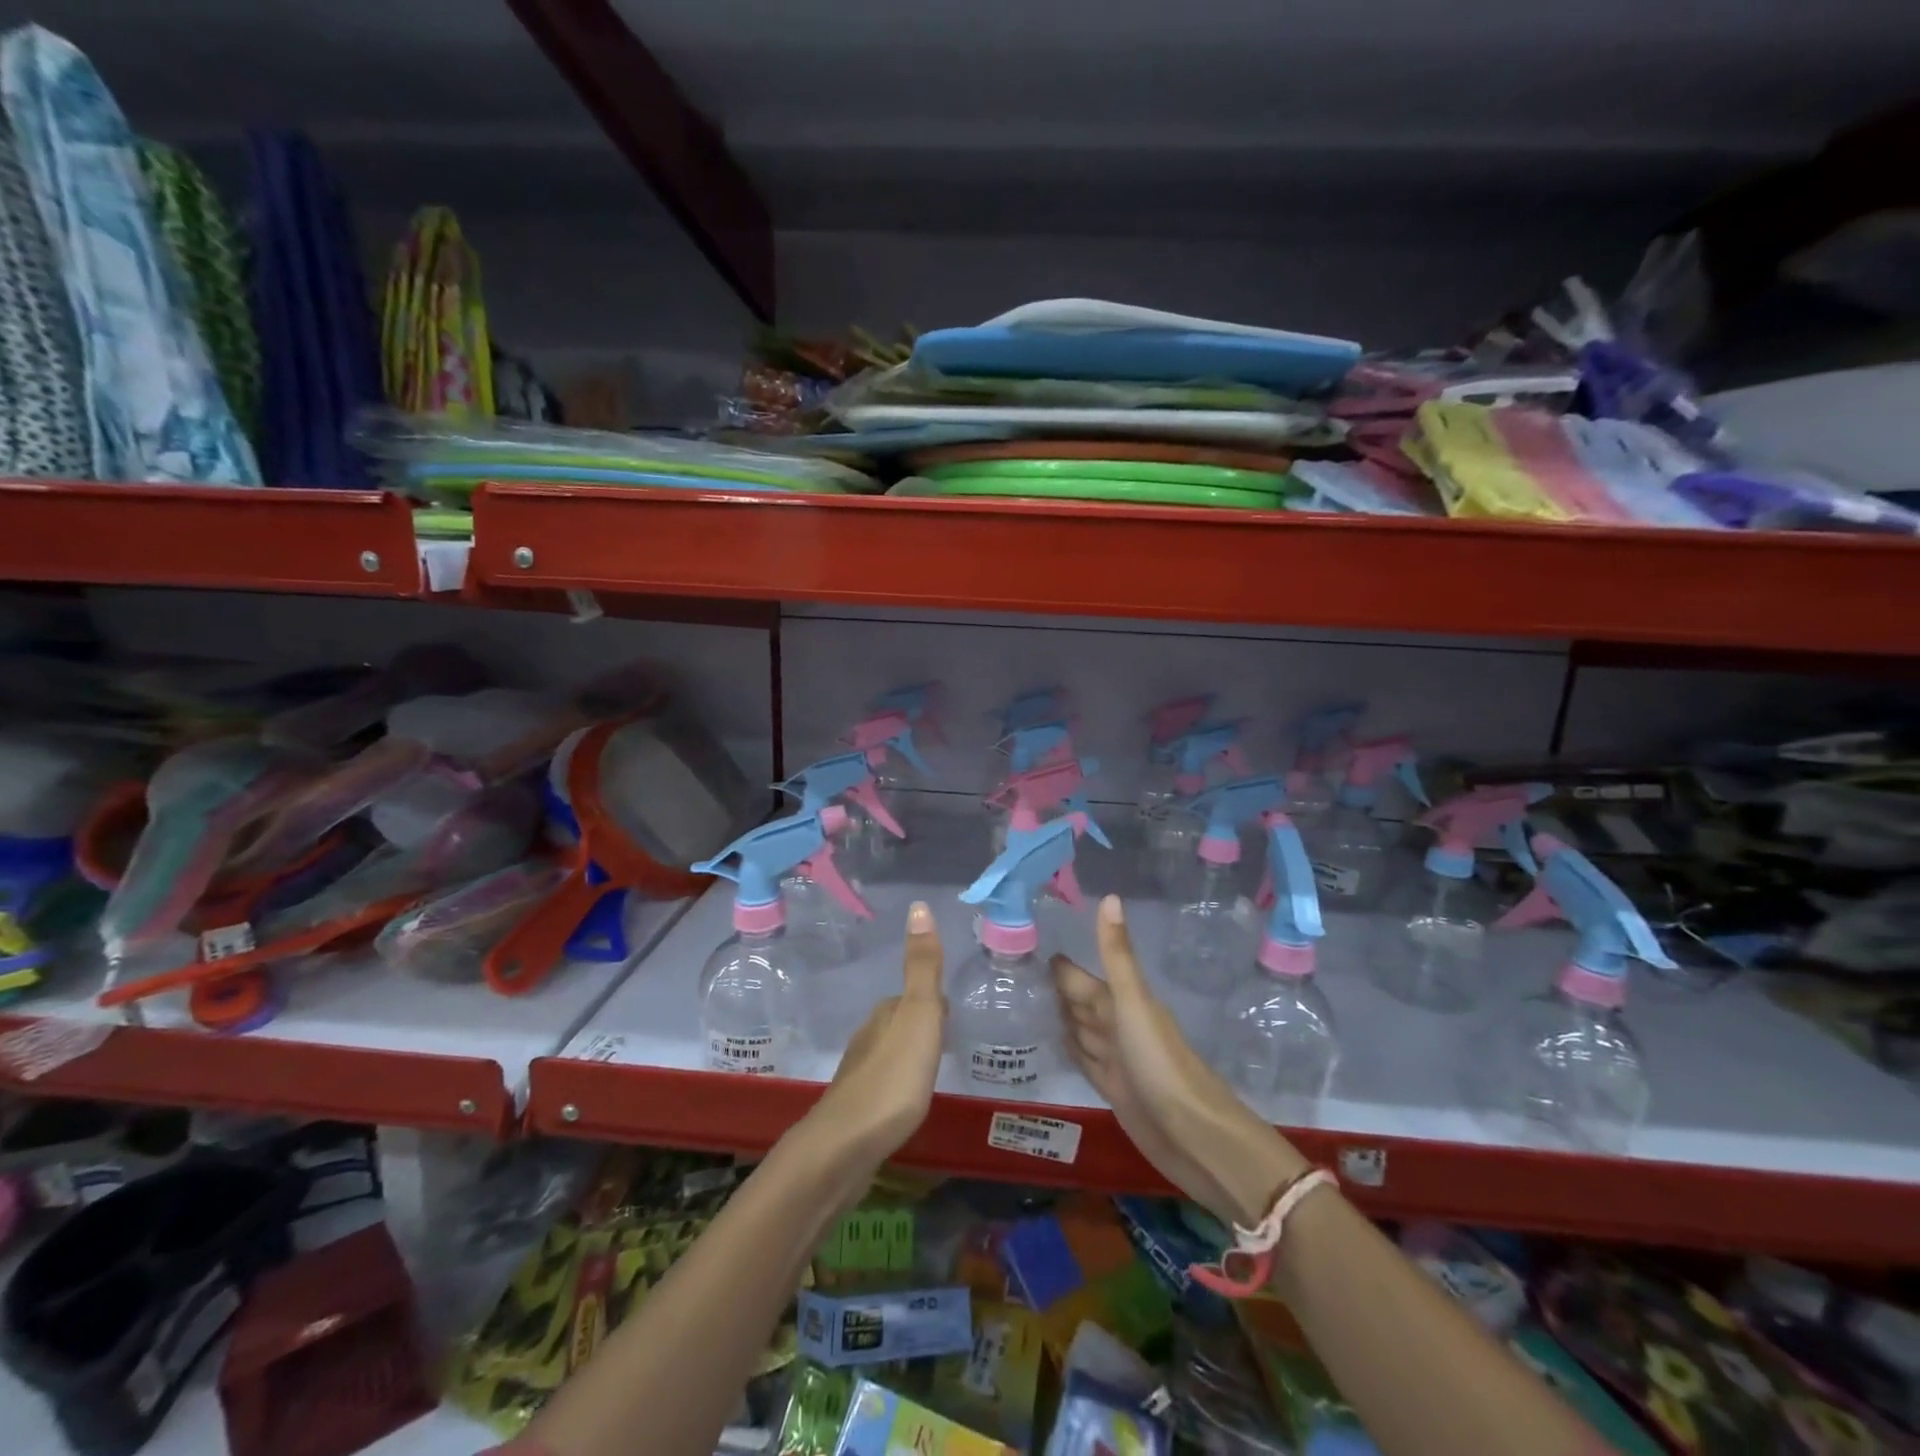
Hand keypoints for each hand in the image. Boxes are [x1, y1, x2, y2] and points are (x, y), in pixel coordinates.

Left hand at [808, 901, 946, 1168]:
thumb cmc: (893, 1077)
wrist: (846, 1145)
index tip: (954, 1014)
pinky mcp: (856, 1108)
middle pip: (901, 1022)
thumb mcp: (919, 1015)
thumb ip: (922, 966)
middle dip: (922, 1026)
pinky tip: (907, 1102)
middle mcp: (868, 1036)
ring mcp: (859, 1073)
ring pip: (890, 1052)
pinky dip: (898, 1084)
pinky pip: (884, 1083)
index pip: (915, 996)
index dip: (935, 1002)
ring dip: (909, 1055)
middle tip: (949, 1040)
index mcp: (886, 1014)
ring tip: (933, 1070)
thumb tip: (918, 905)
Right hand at [1053, 895, 1305, 1226]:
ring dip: (1059, 1017)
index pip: (1081, 978)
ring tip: (1025, 1003)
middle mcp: (1117, 1026)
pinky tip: (1052, 1042)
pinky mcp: (1112, 1090)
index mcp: (1121, 1003)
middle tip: (1015, 974)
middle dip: (1054, 989)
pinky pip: (1083, 1060)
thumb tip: (1109, 896)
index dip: (1058, 965)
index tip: (1026, 944)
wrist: (1195, 1135)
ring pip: (1081, 1030)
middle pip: (1080, 1002)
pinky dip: (1068, 1049)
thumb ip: (1117, 954)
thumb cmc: (1161, 1063)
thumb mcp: (1134, 1003)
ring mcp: (1116, 1059)